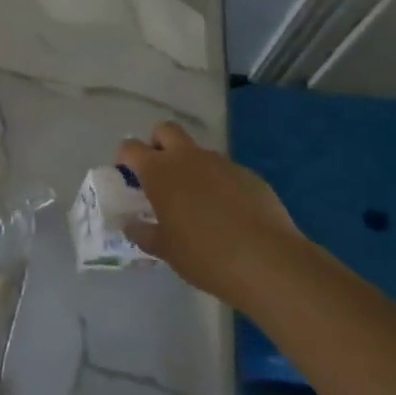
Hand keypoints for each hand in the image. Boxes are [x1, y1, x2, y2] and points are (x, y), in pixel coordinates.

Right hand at [118, 122, 301, 307]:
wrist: (269, 264)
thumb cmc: (205, 255)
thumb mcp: (165, 250)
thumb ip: (143, 233)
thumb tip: (131, 225)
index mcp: (159, 171)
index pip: (130, 148)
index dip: (126, 159)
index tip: (130, 180)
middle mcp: (188, 158)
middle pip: (165, 130)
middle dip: (158, 145)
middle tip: (161, 175)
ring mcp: (222, 164)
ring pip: (199, 152)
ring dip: (192, 167)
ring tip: (199, 203)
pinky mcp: (250, 176)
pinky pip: (227, 172)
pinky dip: (221, 185)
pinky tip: (230, 215)